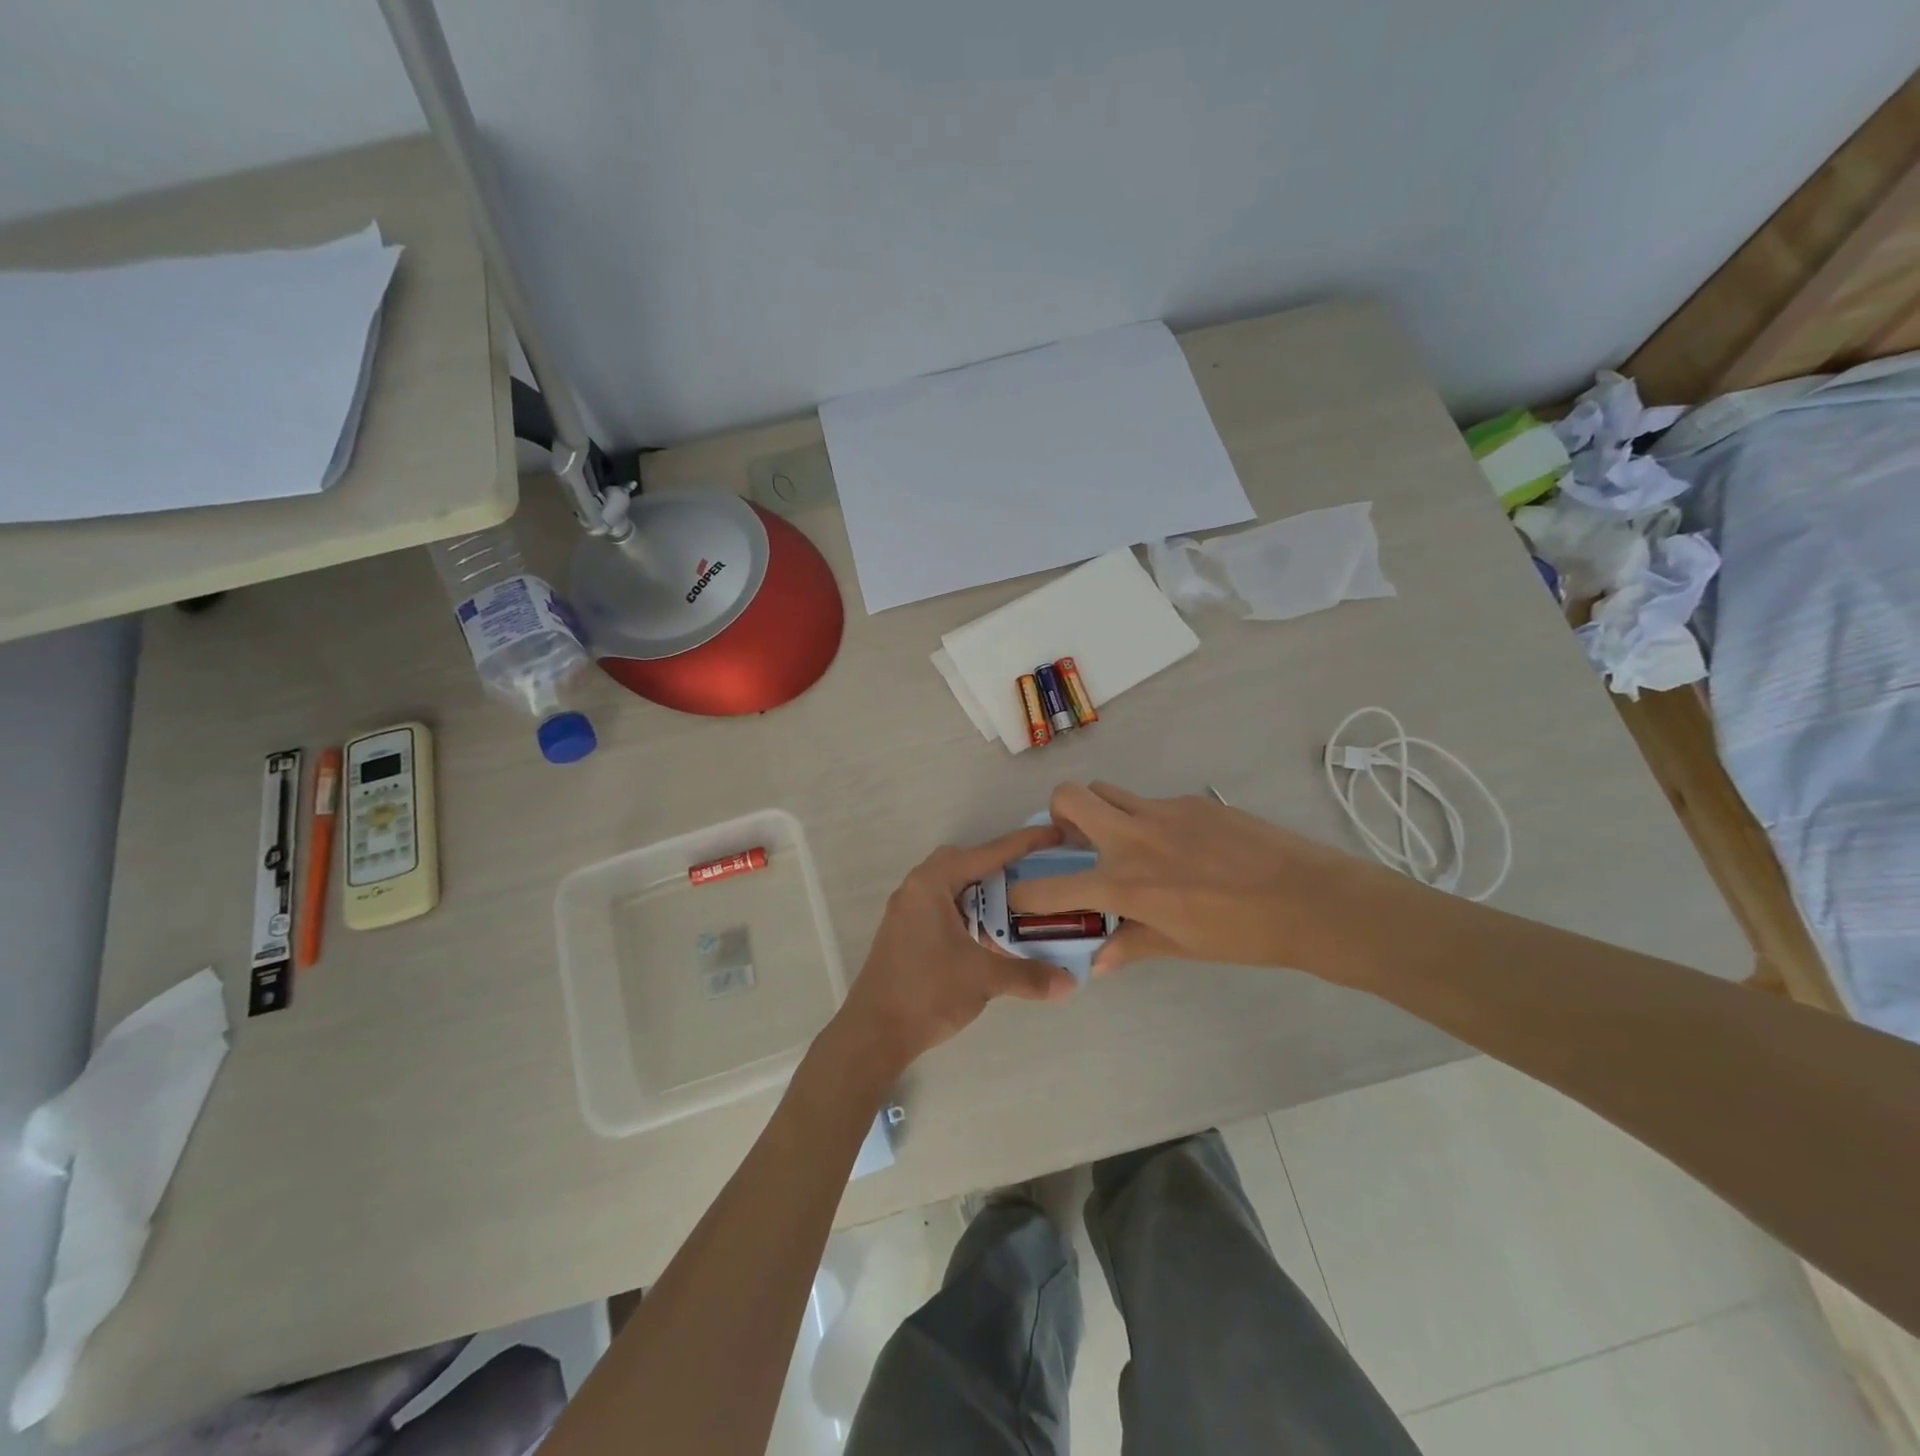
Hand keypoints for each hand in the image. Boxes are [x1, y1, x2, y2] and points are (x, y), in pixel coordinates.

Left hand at [828, 824, 1078, 1084]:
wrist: (874, 1032)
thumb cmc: (927, 992)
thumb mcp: (983, 979)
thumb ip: (1029, 975)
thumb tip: (1070, 983)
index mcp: (932, 884)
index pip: (986, 854)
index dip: (1024, 844)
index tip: (1055, 834)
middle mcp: (916, 888)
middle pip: (965, 863)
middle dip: (999, 864)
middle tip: (1032, 873)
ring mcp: (907, 911)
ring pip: (952, 885)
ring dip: (982, 890)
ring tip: (1016, 901)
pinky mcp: (905, 932)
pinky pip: (942, 906)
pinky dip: (968, 910)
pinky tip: (988, 931)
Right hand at [1007, 782, 1379, 977]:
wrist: (1310, 899)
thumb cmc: (1242, 934)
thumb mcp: (1182, 946)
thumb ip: (1132, 944)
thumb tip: (1099, 959)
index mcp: (1126, 883)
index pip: (1053, 886)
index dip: (1025, 895)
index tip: (1018, 897)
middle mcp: (1134, 837)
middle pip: (1068, 796)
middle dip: (1058, 815)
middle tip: (1076, 841)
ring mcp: (1163, 811)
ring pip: (1108, 790)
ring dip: (1100, 810)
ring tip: (1124, 840)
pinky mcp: (1192, 801)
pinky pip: (1151, 801)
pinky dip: (1147, 819)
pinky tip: (1180, 846)